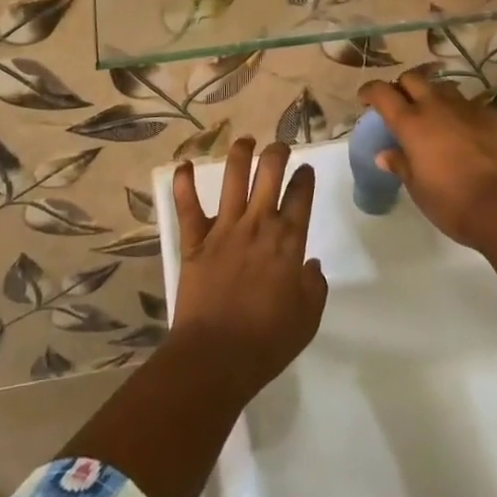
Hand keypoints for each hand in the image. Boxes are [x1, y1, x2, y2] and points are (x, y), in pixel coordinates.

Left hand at [170, 138, 327, 398]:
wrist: (216, 356)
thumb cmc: (267, 342)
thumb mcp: (307, 319)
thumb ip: (314, 286)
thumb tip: (311, 264)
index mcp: (288, 241)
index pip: (300, 196)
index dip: (304, 178)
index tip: (305, 170)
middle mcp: (257, 224)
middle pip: (269, 173)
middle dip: (277, 153)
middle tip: (279, 147)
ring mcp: (223, 228)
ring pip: (232, 177)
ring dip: (240, 153)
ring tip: (245, 141)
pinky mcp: (194, 240)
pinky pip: (187, 205)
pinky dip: (183, 183)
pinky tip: (182, 164)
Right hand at [359, 70, 496, 248]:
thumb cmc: (452, 202)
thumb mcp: (418, 188)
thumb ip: (401, 165)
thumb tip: (385, 155)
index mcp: (411, 123)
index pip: (382, 92)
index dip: (370, 91)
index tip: (365, 98)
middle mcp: (437, 107)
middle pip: (413, 78)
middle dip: (403, 86)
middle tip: (402, 104)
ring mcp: (468, 109)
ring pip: (445, 89)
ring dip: (435, 97)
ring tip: (436, 116)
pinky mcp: (494, 118)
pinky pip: (472, 108)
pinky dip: (463, 116)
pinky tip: (468, 135)